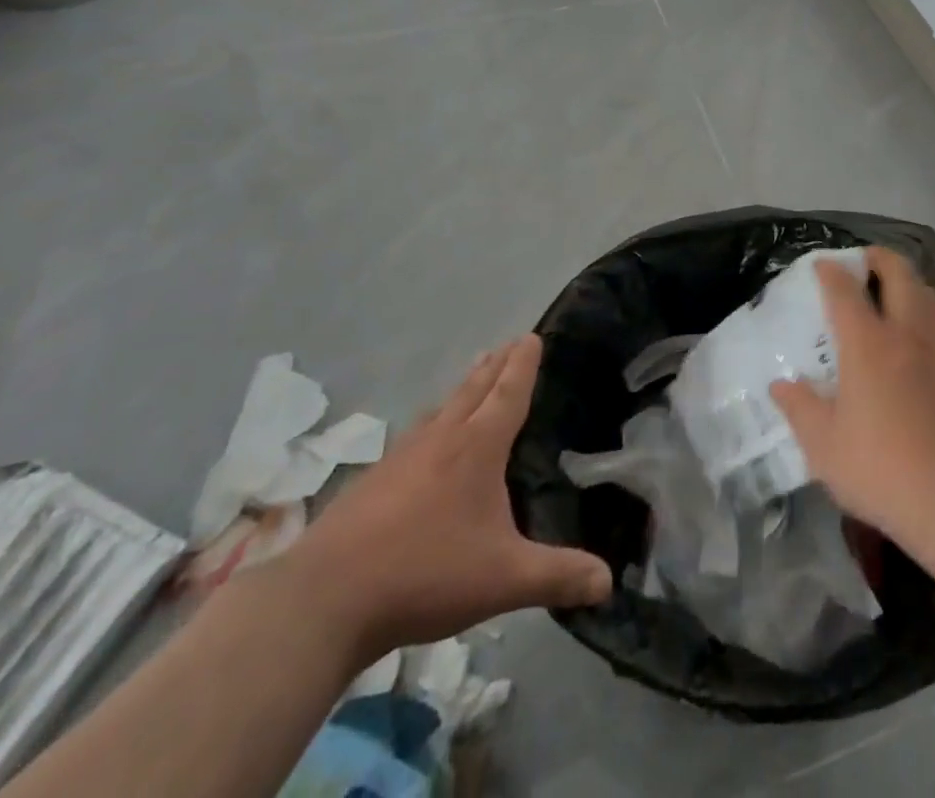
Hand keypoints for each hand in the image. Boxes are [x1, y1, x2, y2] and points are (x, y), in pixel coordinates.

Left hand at [277, 335, 610, 663]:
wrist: (326, 598)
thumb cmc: (426, 573)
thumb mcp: (504, 579)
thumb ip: (557, 576)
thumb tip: (608, 582)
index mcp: (477, 447)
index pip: (508, 393)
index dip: (523, 365)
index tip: (531, 336)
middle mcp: (441, 439)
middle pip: (474, 389)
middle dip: (496, 365)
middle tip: (509, 342)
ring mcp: (402, 457)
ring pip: (441, 409)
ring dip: (463, 388)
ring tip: (473, 376)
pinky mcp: (373, 482)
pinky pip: (416, 435)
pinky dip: (433, 422)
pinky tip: (425, 441)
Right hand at [771, 247, 934, 547]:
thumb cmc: (885, 471)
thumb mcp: (825, 448)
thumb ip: (800, 409)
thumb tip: (781, 385)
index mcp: (868, 344)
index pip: (845, 289)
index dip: (831, 271)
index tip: (821, 265)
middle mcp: (908, 333)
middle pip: (898, 273)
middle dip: (878, 258)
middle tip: (864, 261)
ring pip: (928, 294)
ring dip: (908, 281)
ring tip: (894, 290)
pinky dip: (928, 312)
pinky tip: (922, 334)